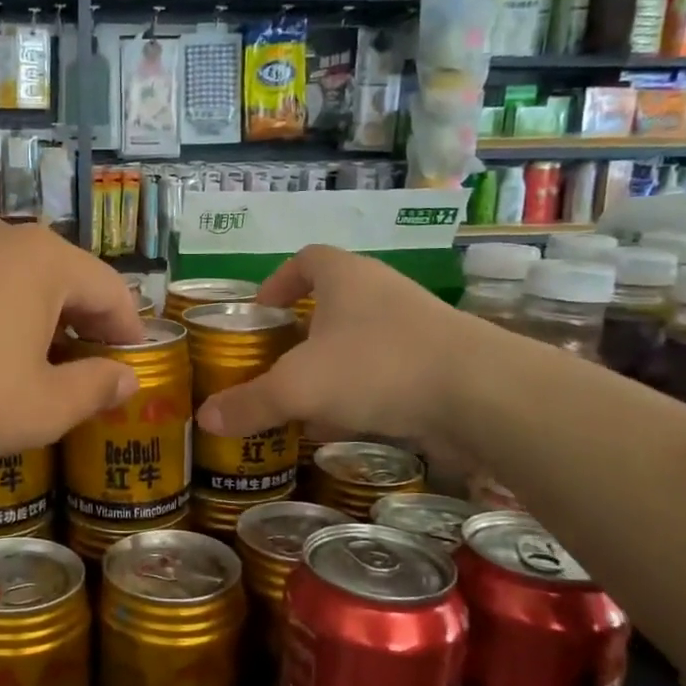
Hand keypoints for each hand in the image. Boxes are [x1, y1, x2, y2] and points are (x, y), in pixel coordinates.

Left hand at [0, 220, 145, 460]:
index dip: (130, 334)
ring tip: (40, 368)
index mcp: (48, 261)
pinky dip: (2, 316)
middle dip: (86, 328)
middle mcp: (8, 238)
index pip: (112, 292)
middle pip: (69, 281)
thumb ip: (95, 389)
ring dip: (43, 322)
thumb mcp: (42, 407)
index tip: (133, 370)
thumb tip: (127, 379)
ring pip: (24, 282)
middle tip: (90, 374)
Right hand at [196, 245, 474, 446]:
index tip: (261, 310)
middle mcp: (381, 292)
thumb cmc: (377, 368)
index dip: (279, 280)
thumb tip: (204, 419)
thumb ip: (250, 403)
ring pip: (359, 340)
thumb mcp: (298, 387)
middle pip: (332, 301)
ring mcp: (415, 327)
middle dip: (301, 331)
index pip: (307, 259)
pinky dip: (360, 393)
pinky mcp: (438, 363)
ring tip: (303, 398)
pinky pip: (386, 371)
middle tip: (274, 360)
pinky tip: (344, 426)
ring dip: (330, 366)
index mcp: (345, 278)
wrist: (481, 394)